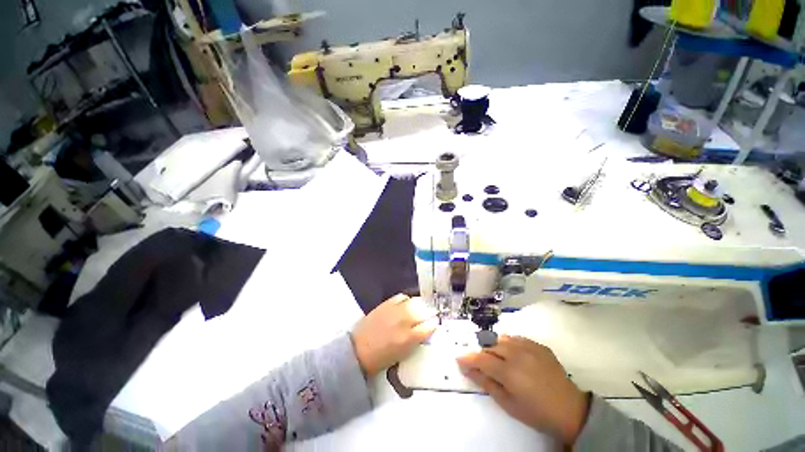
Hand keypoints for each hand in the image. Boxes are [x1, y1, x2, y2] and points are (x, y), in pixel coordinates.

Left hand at [351, 294, 437, 376]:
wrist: (358, 350)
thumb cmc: (381, 358)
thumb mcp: (403, 354)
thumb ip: (416, 340)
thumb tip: (425, 329)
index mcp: (409, 338)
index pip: (430, 326)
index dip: (434, 324)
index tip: (434, 324)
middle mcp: (405, 321)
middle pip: (425, 311)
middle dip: (429, 313)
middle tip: (429, 316)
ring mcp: (395, 310)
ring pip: (415, 301)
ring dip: (420, 305)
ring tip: (419, 309)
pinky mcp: (386, 303)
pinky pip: (402, 297)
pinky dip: (407, 300)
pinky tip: (406, 304)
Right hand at [456, 335, 589, 445]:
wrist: (569, 409)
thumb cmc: (535, 412)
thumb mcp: (507, 403)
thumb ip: (486, 383)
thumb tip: (468, 369)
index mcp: (509, 371)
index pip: (481, 358)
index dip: (468, 358)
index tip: (459, 359)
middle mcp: (517, 354)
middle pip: (490, 346)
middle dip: (483, 355)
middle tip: (483, 366)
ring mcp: (530, 347)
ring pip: (502, 339)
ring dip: (496, 348)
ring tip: (499, 360)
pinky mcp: (539, 345)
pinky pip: (517, 339)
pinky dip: (510, 345)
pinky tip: (514, 356)